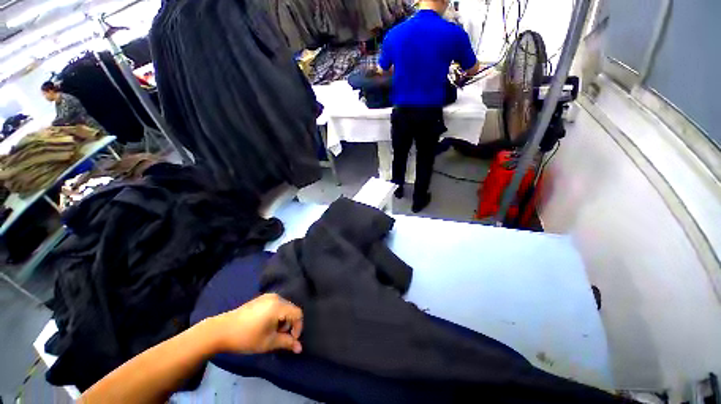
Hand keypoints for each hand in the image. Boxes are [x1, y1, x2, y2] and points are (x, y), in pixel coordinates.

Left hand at [212, 294, 303, 354]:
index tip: (290, 341)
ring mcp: (268, 296)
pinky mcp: (261, 299)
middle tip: (279, 338)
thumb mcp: (268, 343)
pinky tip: (265, 325)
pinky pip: (276, 305)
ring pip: (284, 308)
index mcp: (279, 306)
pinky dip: (276, 315)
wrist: (221, 330)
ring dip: (282, 321)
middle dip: (289, 325)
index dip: (298, 328)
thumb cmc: (246, 337)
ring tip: (271, 333)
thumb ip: (286, 343)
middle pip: (291, 310)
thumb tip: (299, 348)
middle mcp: (276, 297)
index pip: (298, 314)